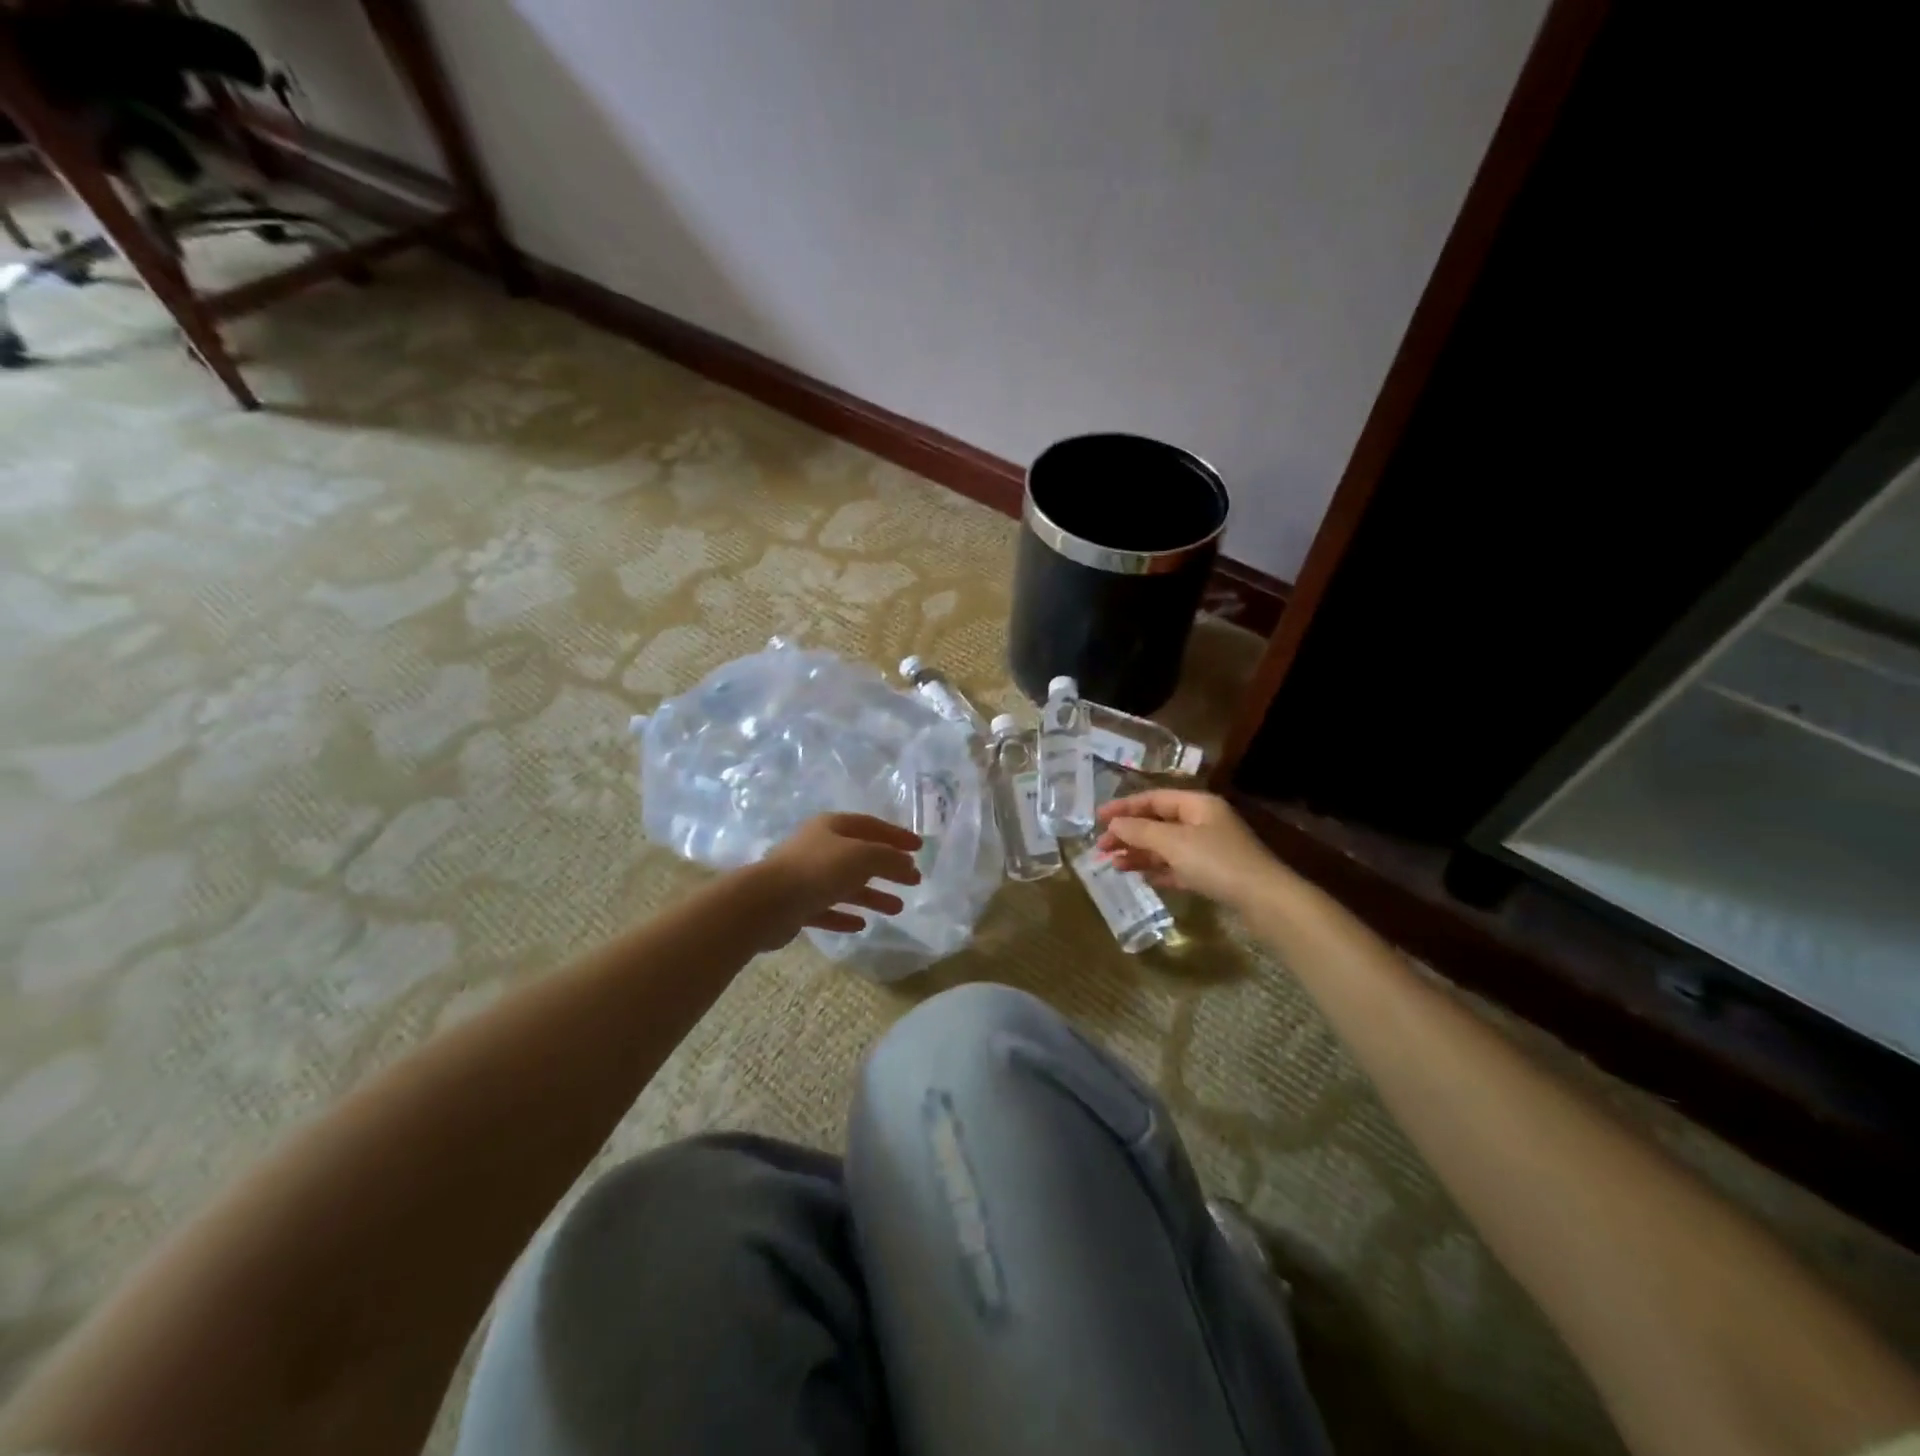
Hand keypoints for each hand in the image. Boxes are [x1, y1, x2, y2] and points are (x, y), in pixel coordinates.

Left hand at [750, 813, 922, 945]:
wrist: (766, 903)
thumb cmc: (818, 870)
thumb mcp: (863, 857)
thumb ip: (889, 858)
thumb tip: (907, 864)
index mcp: (832, 827)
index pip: (871, 826)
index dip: (897, 836)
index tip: (919, 848)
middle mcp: (818, 848)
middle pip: (860, 856)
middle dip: (888, 868)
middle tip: (914, 880)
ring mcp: (805, 877)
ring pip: (846, 885)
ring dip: (872, 895)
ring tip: (897, 908)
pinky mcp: (796, 906)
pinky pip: (827, 909)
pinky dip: (845, 915)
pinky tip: (861, 925)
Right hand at [1095, 790, 1279, 908]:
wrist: (1264, 900)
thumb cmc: (1216, 862)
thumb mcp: (1173, 842)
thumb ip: (1140, 831)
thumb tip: (1114, 823)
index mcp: (1197, 804)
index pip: (1153, 798)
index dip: (1124, 807)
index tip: (1097, 818)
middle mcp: (1203, 822)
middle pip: (1157, 823)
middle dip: (1128, 834)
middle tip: (1101, 847)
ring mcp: (1209, 848)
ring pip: (1165, 846)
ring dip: (1139, 853)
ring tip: (1113, 864)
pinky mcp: (1212, 874)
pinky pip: (1177, 867)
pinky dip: (1157, 869)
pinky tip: (1140, 876)